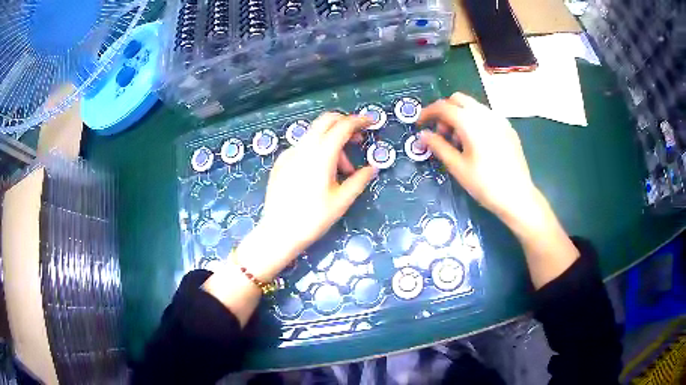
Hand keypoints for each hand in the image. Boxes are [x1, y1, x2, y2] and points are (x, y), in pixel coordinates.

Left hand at [254, 113, 376, 275]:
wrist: (279, 232)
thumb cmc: (312, 219)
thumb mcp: (341, 201)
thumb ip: (359, 180)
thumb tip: (372, 168)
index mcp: (321, 155)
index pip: (342, 126)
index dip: (359, 120)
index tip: (370, 123)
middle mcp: (303, 148)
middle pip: (326, 120)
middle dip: (345, 124)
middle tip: (357, 140)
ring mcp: (289, 153)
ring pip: (315, 134)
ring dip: (332, 141)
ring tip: (341, 170)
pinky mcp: (281, 162)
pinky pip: (304, 146)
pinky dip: (317, 150)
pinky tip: (320, 172)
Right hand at [417, 93, 540, 227]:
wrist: (518, 197)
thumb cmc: (485, 184)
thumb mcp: (457, 167)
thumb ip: (438, 146)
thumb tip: (423, 135)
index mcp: (470, 122)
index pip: (443, 107)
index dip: (427, 113)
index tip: (419, 125)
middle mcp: (485, 114)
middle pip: (458, 99)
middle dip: (445, 112)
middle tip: (442, 134)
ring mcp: (499, 119)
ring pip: (473, 106)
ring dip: (460, 116)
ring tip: (460, 143)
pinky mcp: (508, 128)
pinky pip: (486, 115)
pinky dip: (474, 121)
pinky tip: (476, 144)